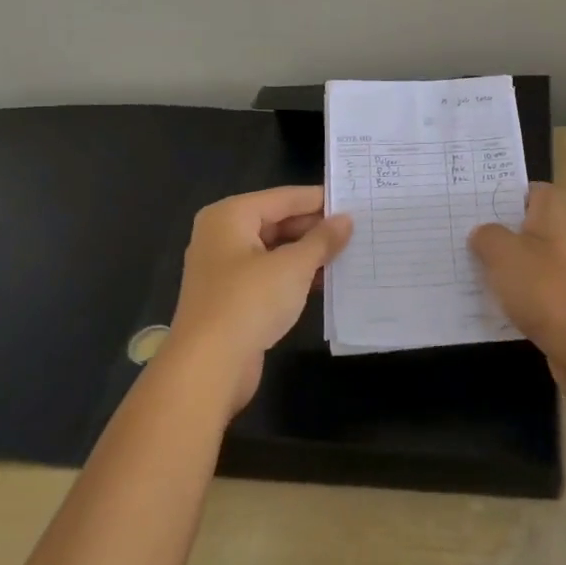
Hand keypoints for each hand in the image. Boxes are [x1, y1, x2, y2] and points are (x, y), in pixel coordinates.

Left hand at [168, 186, 352, 414]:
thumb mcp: (293, 266)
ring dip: (308, 254)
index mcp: (230, 216)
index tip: (355, 200)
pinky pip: (269, 276)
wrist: (208, 367)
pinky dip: (294, 277)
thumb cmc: (249, 302)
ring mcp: (224, 269)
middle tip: (357, 229)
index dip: (319, 200)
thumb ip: (322, 240)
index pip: (283, 197)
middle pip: (277, 221)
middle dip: (315, 228)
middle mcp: (222, 236)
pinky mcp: (231, 298)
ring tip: (349, 253)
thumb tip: (345, 219)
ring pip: (274, 250)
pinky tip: (325, 282)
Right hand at [469, 184, 565, 417]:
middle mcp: (561, 243)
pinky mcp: (561, 312)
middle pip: (528, 229)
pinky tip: (484, 308)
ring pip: (526, 265)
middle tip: (459, 237)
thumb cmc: (546, 288)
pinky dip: (510, 301)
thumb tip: (482, 234)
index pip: (535, 192)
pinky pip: (529, 298)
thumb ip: (487, 236)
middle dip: (497, 233)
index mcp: (552, 218)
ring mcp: (564, 279)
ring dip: (501, 269)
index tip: (478, 202)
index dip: (510, 192)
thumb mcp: (503, 252)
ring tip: (463, 271)